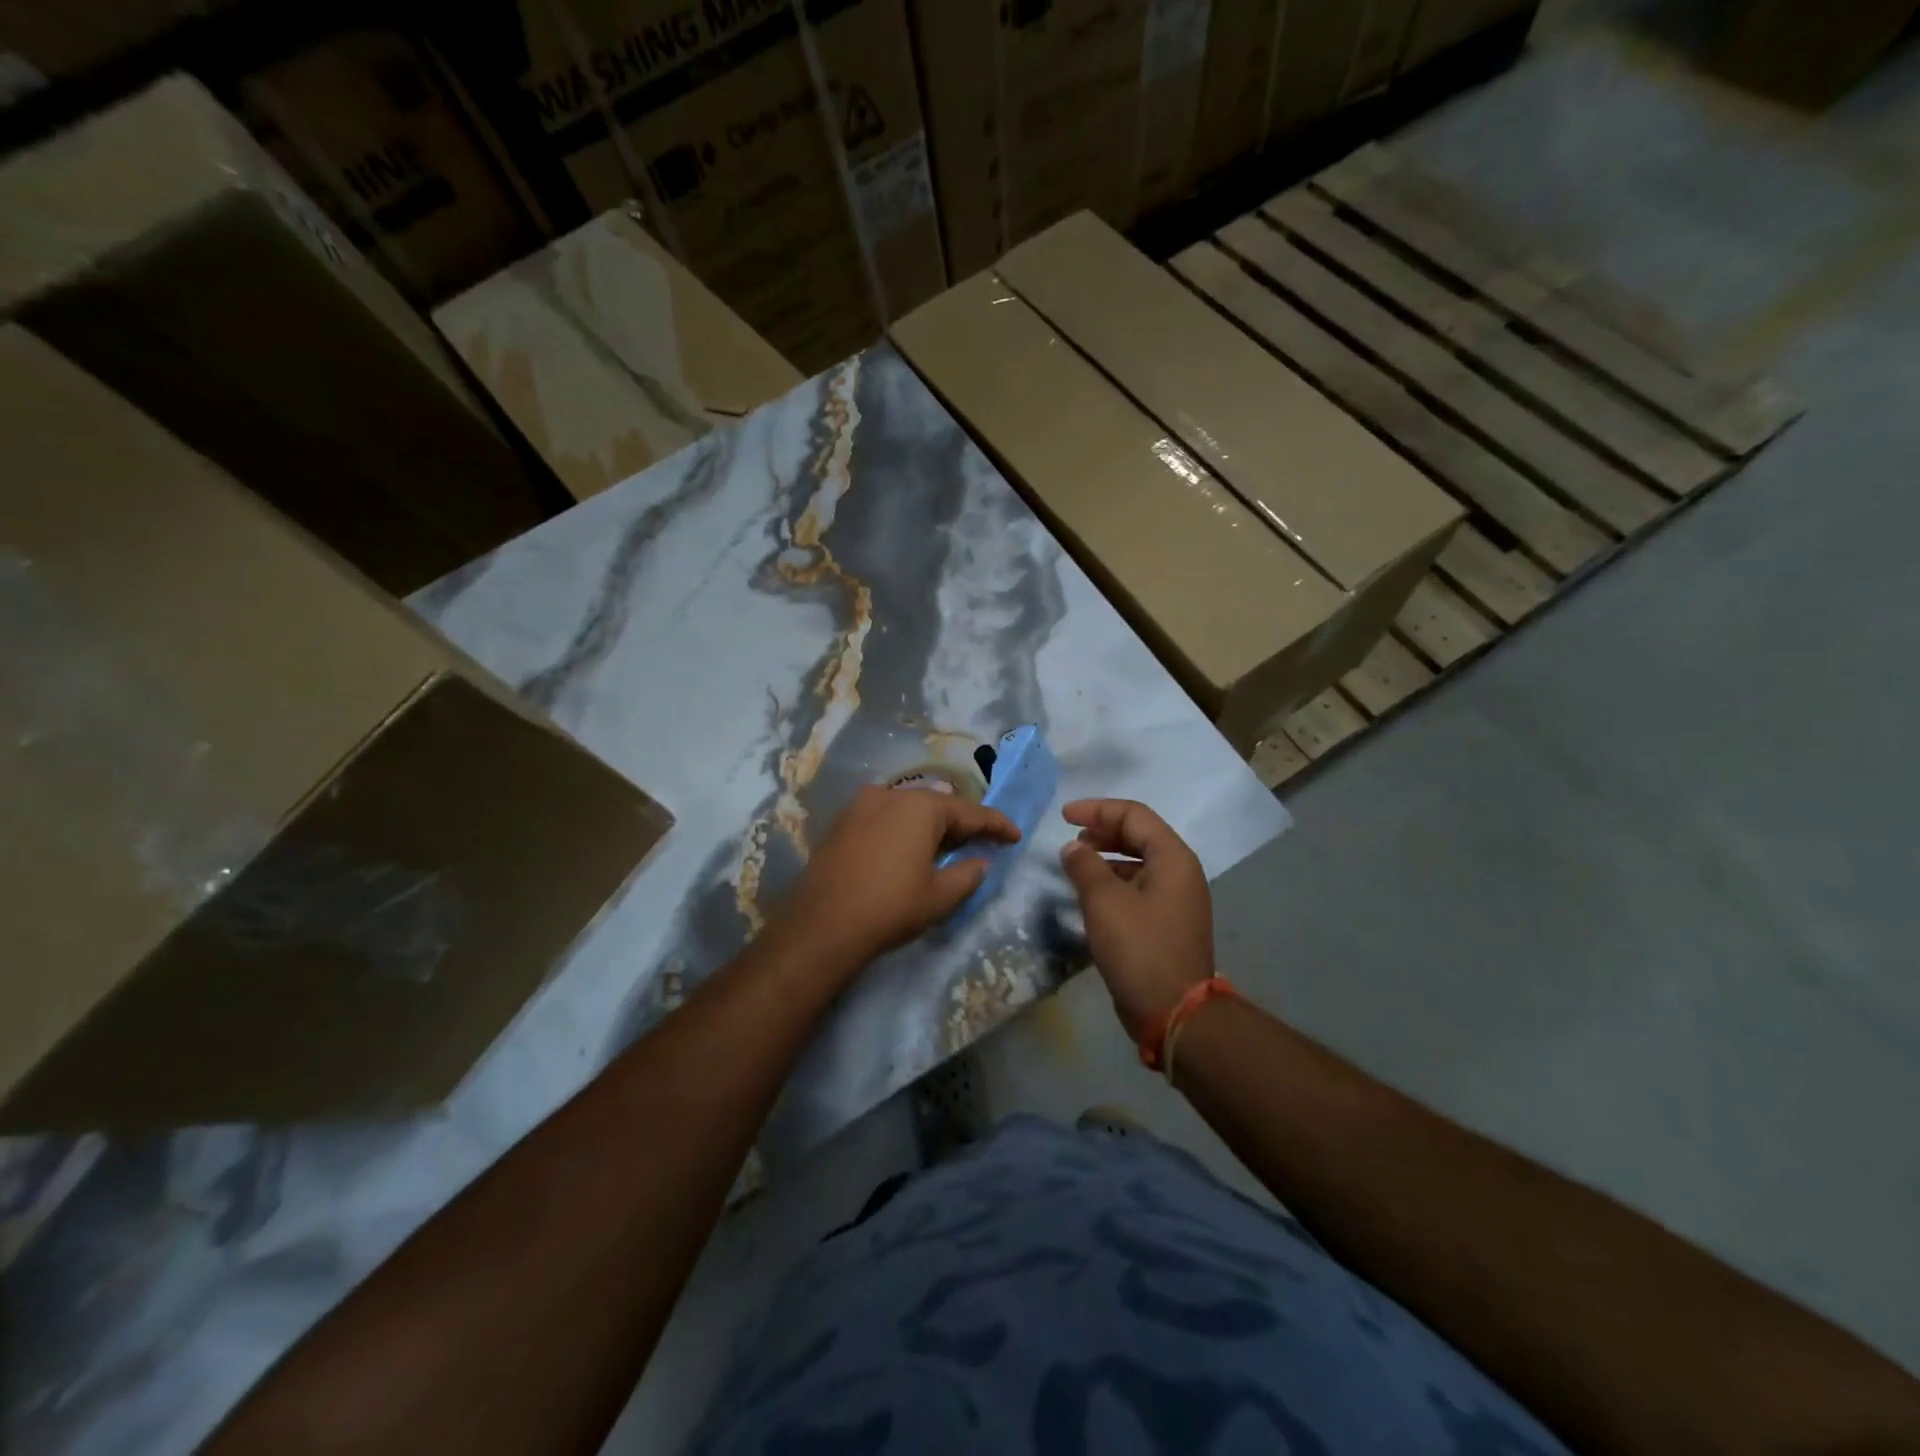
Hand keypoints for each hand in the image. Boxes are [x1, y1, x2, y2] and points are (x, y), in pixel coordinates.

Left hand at [770, 785, 1020, 973]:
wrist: (822, 925)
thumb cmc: (890, 907)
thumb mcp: (940, 896)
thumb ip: (968, 874)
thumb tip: (979, 862)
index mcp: (921, 806)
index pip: (970, 811)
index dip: (996, 825)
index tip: (1015, 836)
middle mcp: (892, 794)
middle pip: (938, 805)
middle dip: (962, 823)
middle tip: (982, 843)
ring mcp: (862, 805)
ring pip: (909, 809)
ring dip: (931, 825)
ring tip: (947, 847)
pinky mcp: (842, 822)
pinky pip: (885, 818)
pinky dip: (904, 829)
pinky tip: (910, 849)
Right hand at [1058, 799, 1214, 1041]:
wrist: (1174, 1012)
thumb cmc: (1140, 948)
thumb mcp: (1104, 902)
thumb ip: (1085, 866)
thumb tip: (1073, 849)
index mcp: (1173, 858)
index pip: (1134, 815)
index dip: (1097, 810)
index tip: (1063, 816)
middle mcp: (1180, 873)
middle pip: (1139, 836)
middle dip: (1103, 832)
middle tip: (1071, 838)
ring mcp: (1176, 900)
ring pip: (1138, 864)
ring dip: (1106, 858)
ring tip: (1076, 865)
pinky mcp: (1167, 924)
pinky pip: (1138, 889)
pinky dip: (1113, 883)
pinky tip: (1090, 896)